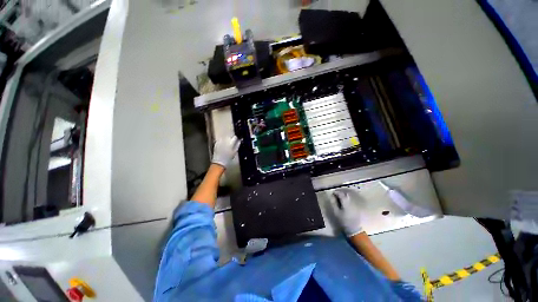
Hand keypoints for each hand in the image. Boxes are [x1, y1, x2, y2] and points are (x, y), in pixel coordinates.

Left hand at [212, 135, 240, 168]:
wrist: (219, 162)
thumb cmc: (228, 158)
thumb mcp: (234, 152)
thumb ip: (237, 145)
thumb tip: (239, 141)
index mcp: (230, 143)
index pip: (235, 137)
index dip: (236, 139)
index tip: (237, 140)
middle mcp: (225, 141)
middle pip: (229, 137)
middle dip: (231, 139)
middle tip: (232, 144)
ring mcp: (219, 142)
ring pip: (224, 138)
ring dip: (226, 140)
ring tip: (227, 145)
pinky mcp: (216, 143)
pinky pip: (220, 140)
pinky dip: (222, 142)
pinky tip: (222, 146)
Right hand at [329, 187, 363, 236]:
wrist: (354, 229)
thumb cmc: (344, 221)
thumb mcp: (336, 212)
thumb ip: (334, 203)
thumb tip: (332, 196)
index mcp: (346, 202)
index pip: (341, 194)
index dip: (336, 192)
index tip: (332, 193)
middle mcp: (351, 202)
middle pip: (346, 194)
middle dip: (340, 193)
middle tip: (335, 195)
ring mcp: (355, 204)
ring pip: (349, 196)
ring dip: (343, 195)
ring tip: (339, 198)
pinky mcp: (356, 207)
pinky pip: (351, 200)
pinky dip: (346, 198)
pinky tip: (343, 202)